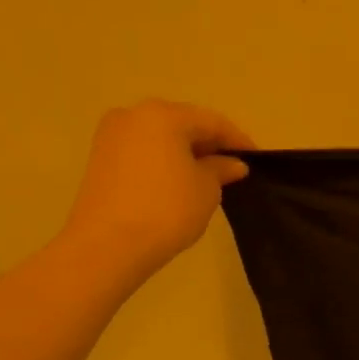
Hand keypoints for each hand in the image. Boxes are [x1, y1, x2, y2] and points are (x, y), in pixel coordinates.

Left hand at [60, 100, 253, 279]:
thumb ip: (221, 169)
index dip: (238, 140)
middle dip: (209, 144)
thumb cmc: (168, 208)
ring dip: (186, 152)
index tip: (257, 159)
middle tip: (233, 167)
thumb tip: (231, 164)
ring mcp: (112, 136)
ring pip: (161, 137)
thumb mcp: (207, 188)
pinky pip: (144, 151)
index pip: (212, 122)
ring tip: (208, 176)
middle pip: (183, 124)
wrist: (110, 244)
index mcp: (164, 115)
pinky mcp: (101, 158)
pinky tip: (180, 182)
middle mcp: (134, 115)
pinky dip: (165, 161)